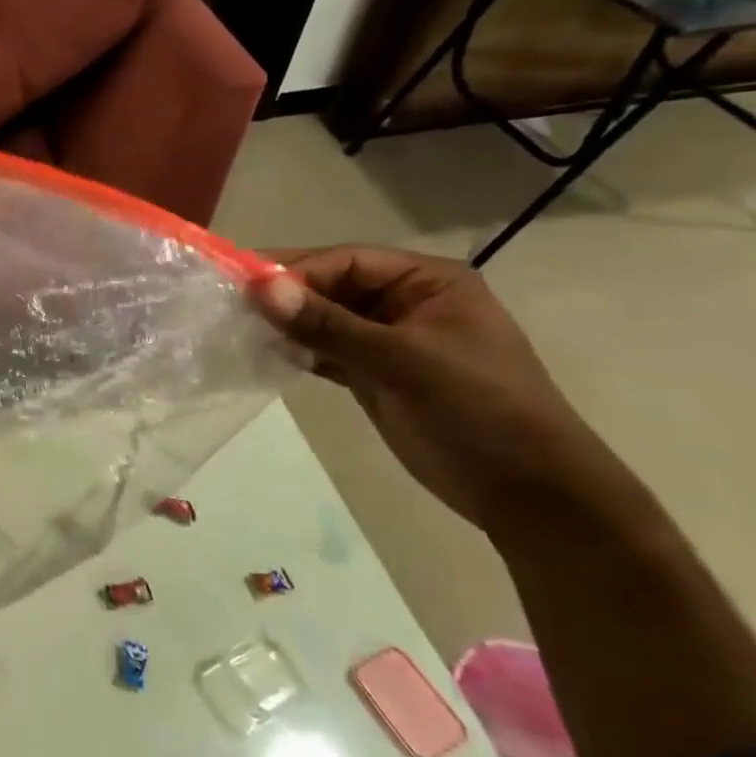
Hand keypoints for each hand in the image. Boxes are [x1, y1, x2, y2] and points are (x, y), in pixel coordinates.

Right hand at [250, 246, 610, 532]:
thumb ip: (329, 324)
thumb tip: (259, 288)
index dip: (295, 270)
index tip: (243, 285)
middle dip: (284, 296)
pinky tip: (261, 353)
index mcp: (426, 282)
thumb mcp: (403, 361)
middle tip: (227, 304)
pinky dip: (295, 351)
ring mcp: (387, 339)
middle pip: (329, 286)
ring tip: (235, 328)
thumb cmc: (479, 410)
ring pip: (322, 319)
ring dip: (285, 324)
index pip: (346, 261)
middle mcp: (404, 302)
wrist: (528, 495)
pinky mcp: (373, 373)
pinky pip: (324, 351)